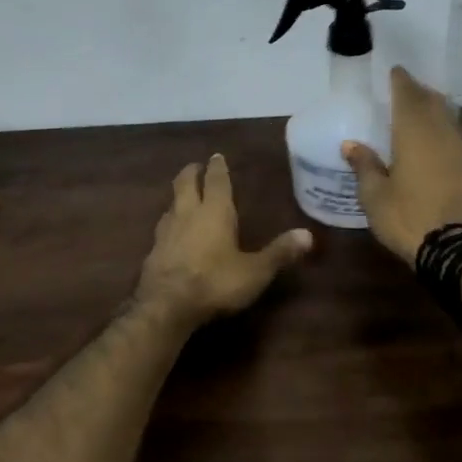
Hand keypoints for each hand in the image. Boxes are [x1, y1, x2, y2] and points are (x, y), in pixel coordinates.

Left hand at [139, 154, 312, 323]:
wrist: (166, 305)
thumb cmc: (215, 282)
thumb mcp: (255, 271)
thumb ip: (279, 252)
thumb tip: (308, 234)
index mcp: (215, 211)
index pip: (216, 181)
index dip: (217, 167)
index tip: (216, 156)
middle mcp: (187, 213)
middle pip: (185, 184)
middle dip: (191, 172)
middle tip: (195, 166)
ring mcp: (166, 231)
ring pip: (171, 204)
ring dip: (178, 197)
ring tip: (183, 196)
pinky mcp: (153, 250)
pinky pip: (162, 227)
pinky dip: (169, 222)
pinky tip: (170, 232)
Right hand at [342, 66, 461, 265]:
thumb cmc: (409, 218)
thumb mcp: (375, 196)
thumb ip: (365, 166)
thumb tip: (351, 144)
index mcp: (415, 134)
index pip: (408, 96)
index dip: (402, 81)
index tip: (395, 71)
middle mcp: (443, 135)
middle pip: (434, 104)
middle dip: (420, 93)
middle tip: (407, 90)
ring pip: (450, 121)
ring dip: (436, 112)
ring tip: (422, 113)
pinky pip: (459, 143)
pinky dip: (447, 136)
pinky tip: (440, 147)